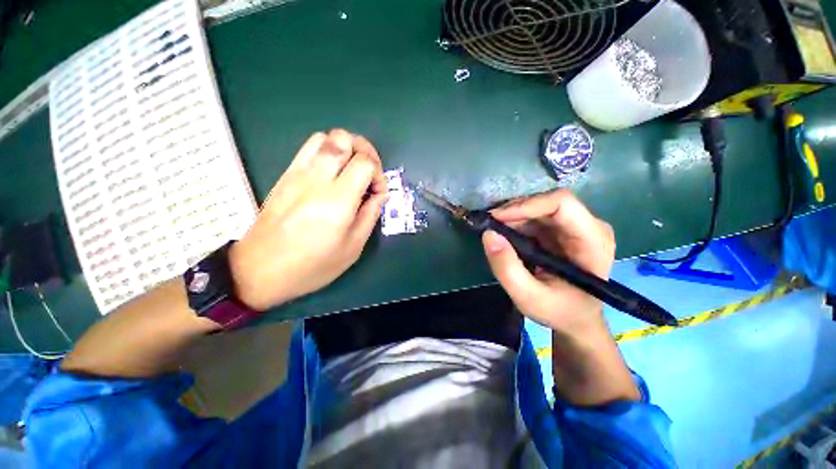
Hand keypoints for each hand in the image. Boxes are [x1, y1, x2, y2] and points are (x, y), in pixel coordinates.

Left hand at [229, 130, 386, 310]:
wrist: (260, 270)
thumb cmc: (312, 265)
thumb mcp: (352, 248)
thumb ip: (370, 215)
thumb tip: (379, 195)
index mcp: (337, 200)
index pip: (365, 162)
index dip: (379, 174)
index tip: (377, 192)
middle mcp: (317, 179)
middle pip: (344, 138)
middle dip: (365, 150)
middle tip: (369, 172)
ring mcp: (297, 173)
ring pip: (325, 136)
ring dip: (345, 147)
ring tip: (351, 169)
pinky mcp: (286, 175)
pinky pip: (309, 148)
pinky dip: (327, 151)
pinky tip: (332, 173)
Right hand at [481, 190, 615, 337]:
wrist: (574, 319)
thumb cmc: (559, 312)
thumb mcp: (528, 297)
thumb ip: (507, 268)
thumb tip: (488, 234)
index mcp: (592, 241)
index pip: (562, 203)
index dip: (526, 205)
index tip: (496, 218)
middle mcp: (588, 226)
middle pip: (547, 203)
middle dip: (514, 211)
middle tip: (488, 224)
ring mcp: (575, 227)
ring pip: (538, 208)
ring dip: (512, 217)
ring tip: (492, 231)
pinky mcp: (561, 230)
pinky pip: (535, 217)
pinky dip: (515, 223)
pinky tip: (503, 234)